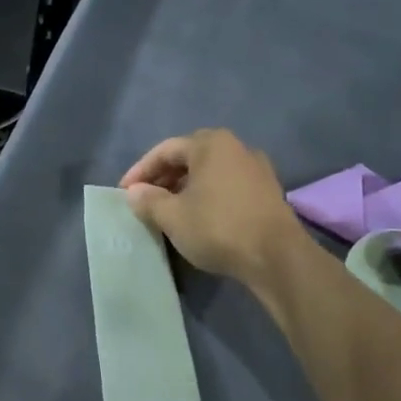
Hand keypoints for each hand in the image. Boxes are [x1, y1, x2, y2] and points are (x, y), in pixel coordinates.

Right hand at [121, 129, 302, 288]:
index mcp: (210, 144)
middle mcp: (236, 147)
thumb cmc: (218, 228)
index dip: (140, 171)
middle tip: (144, 199)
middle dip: (163, 177)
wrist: (276, 257)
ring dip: (185, 187)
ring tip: (168, 209)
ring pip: (209, 171)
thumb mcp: (173, 216)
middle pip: (189, 157)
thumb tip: (135, 192)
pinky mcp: (267, 191)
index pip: (164, 150)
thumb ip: (149, 200)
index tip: (124, 192)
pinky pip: (227, 185)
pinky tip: (198, 216)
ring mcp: (256, 168)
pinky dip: (207, 195)